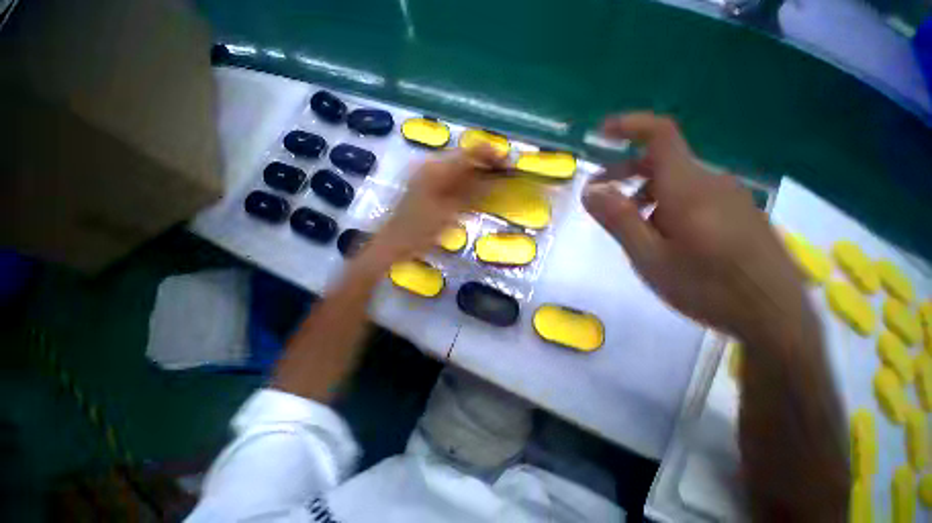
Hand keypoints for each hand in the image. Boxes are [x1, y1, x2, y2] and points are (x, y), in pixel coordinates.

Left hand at [367, 147, 505, 264]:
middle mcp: (430, 166)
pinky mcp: (425, 185)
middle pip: (464, 158)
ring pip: (457, 168)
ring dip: (476, 173)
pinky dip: (464, 182)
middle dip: (485, 164)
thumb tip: (494, 178)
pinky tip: (473, 192)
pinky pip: (449, 177)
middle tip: (503, 176)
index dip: (490, 155)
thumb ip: (472, 193)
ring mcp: (426, 175)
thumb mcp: (449, 213)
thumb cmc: (421, 230)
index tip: (508, 164)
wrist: (394, 242)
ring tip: (493, 183)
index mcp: (435, 169)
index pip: (469, 153)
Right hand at [582, 113, 806, 338]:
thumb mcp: (650, 256)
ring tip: (628, 224)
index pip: (661, 136)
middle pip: (663, 161)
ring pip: (677, 182)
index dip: (630, 126)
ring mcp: (730, 197)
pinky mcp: (739, 213)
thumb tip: (590, 191)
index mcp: (689, 188)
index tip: (602, 132)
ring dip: (645, 194)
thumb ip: (619, 219)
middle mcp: (712, 182)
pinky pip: (694, 196)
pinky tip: (662, 235)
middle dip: (624, 173)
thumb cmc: (707, 287)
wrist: (774, 316)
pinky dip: (666, 204)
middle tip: (598, 195)